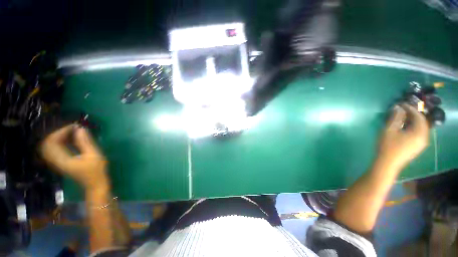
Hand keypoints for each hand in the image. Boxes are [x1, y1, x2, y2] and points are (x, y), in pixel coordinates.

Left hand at [41, 124, 108, 190]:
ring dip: (59, 137)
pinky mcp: (60, 162)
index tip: (75, 126)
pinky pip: (54, 149)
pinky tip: (70, 139)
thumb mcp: (94, 155)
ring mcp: (57, 162)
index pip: (52, 141)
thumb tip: (80, 128)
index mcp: (62, 159)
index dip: (61, 131)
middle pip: (48, 143)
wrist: (94, 184)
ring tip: (73, 132)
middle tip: (73, 128)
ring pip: (49, 145)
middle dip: (59, 133)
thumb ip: (85, 142)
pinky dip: (60, 141)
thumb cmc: (96, 170)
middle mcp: (56, 160)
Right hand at [378, 104, 429, 169]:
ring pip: (420, 127)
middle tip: (402, 110)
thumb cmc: (387, 146)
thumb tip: (398, 107)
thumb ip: (395, 118)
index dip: (410, 108)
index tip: (401, 104)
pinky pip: (419, 133)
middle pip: (421, 121)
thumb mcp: (389, 130)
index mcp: (419, 132)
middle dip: (412, 114)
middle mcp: (424, 137)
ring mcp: (421, 143)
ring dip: (413, 121)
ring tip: (402, 117)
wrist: (387, 163)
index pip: (418, 116)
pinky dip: (413, 127)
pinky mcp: (417, 147)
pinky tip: (405, 127)